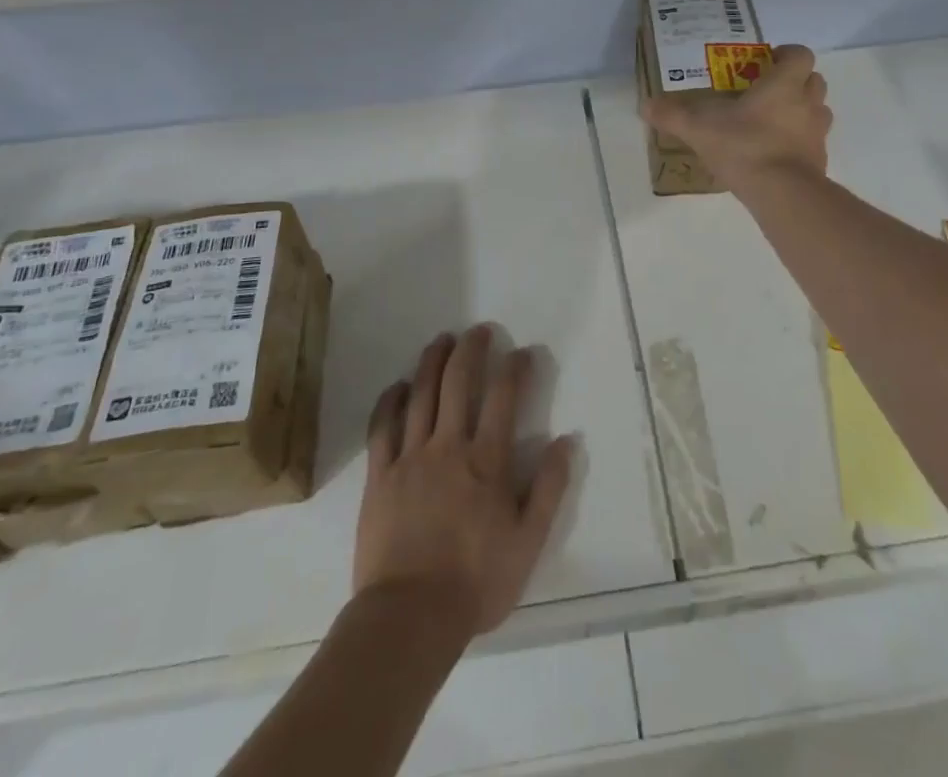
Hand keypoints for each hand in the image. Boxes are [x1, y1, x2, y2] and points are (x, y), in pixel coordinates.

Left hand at [357, 326, 574, 635]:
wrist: (409, 617)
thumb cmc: (475, 583)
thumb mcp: (528, 543)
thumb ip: (549, 489)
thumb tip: (568, 440)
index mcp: (487, 461)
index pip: (504, 398)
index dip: (515, 368)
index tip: (523, 352)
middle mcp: (448, 446)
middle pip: (459, 382)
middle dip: (471, 349)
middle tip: (479, 330)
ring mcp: (410, 457)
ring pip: (421, 394)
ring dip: (433, 361)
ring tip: (442, 340)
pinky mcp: (379, 474)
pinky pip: (383, 426)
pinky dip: (391, 400)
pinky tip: (398, 385)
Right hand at [640, 43, 830, 192]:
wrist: (782, 193)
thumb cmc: (744, 146)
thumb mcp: (699, 128)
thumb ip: (673, 115)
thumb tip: (645, 105)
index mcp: (783, 85)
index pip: (800, 55)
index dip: (788, 54)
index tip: (768, 61)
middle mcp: (807, 103)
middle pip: (814, 80)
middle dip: (796, 81)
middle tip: (767, 90)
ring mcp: (817, 133)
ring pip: (818, 111)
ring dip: (801, 110)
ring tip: (772, 121)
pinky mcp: (819, 160)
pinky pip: (813, 142)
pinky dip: (799, 142)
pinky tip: (775, 153)